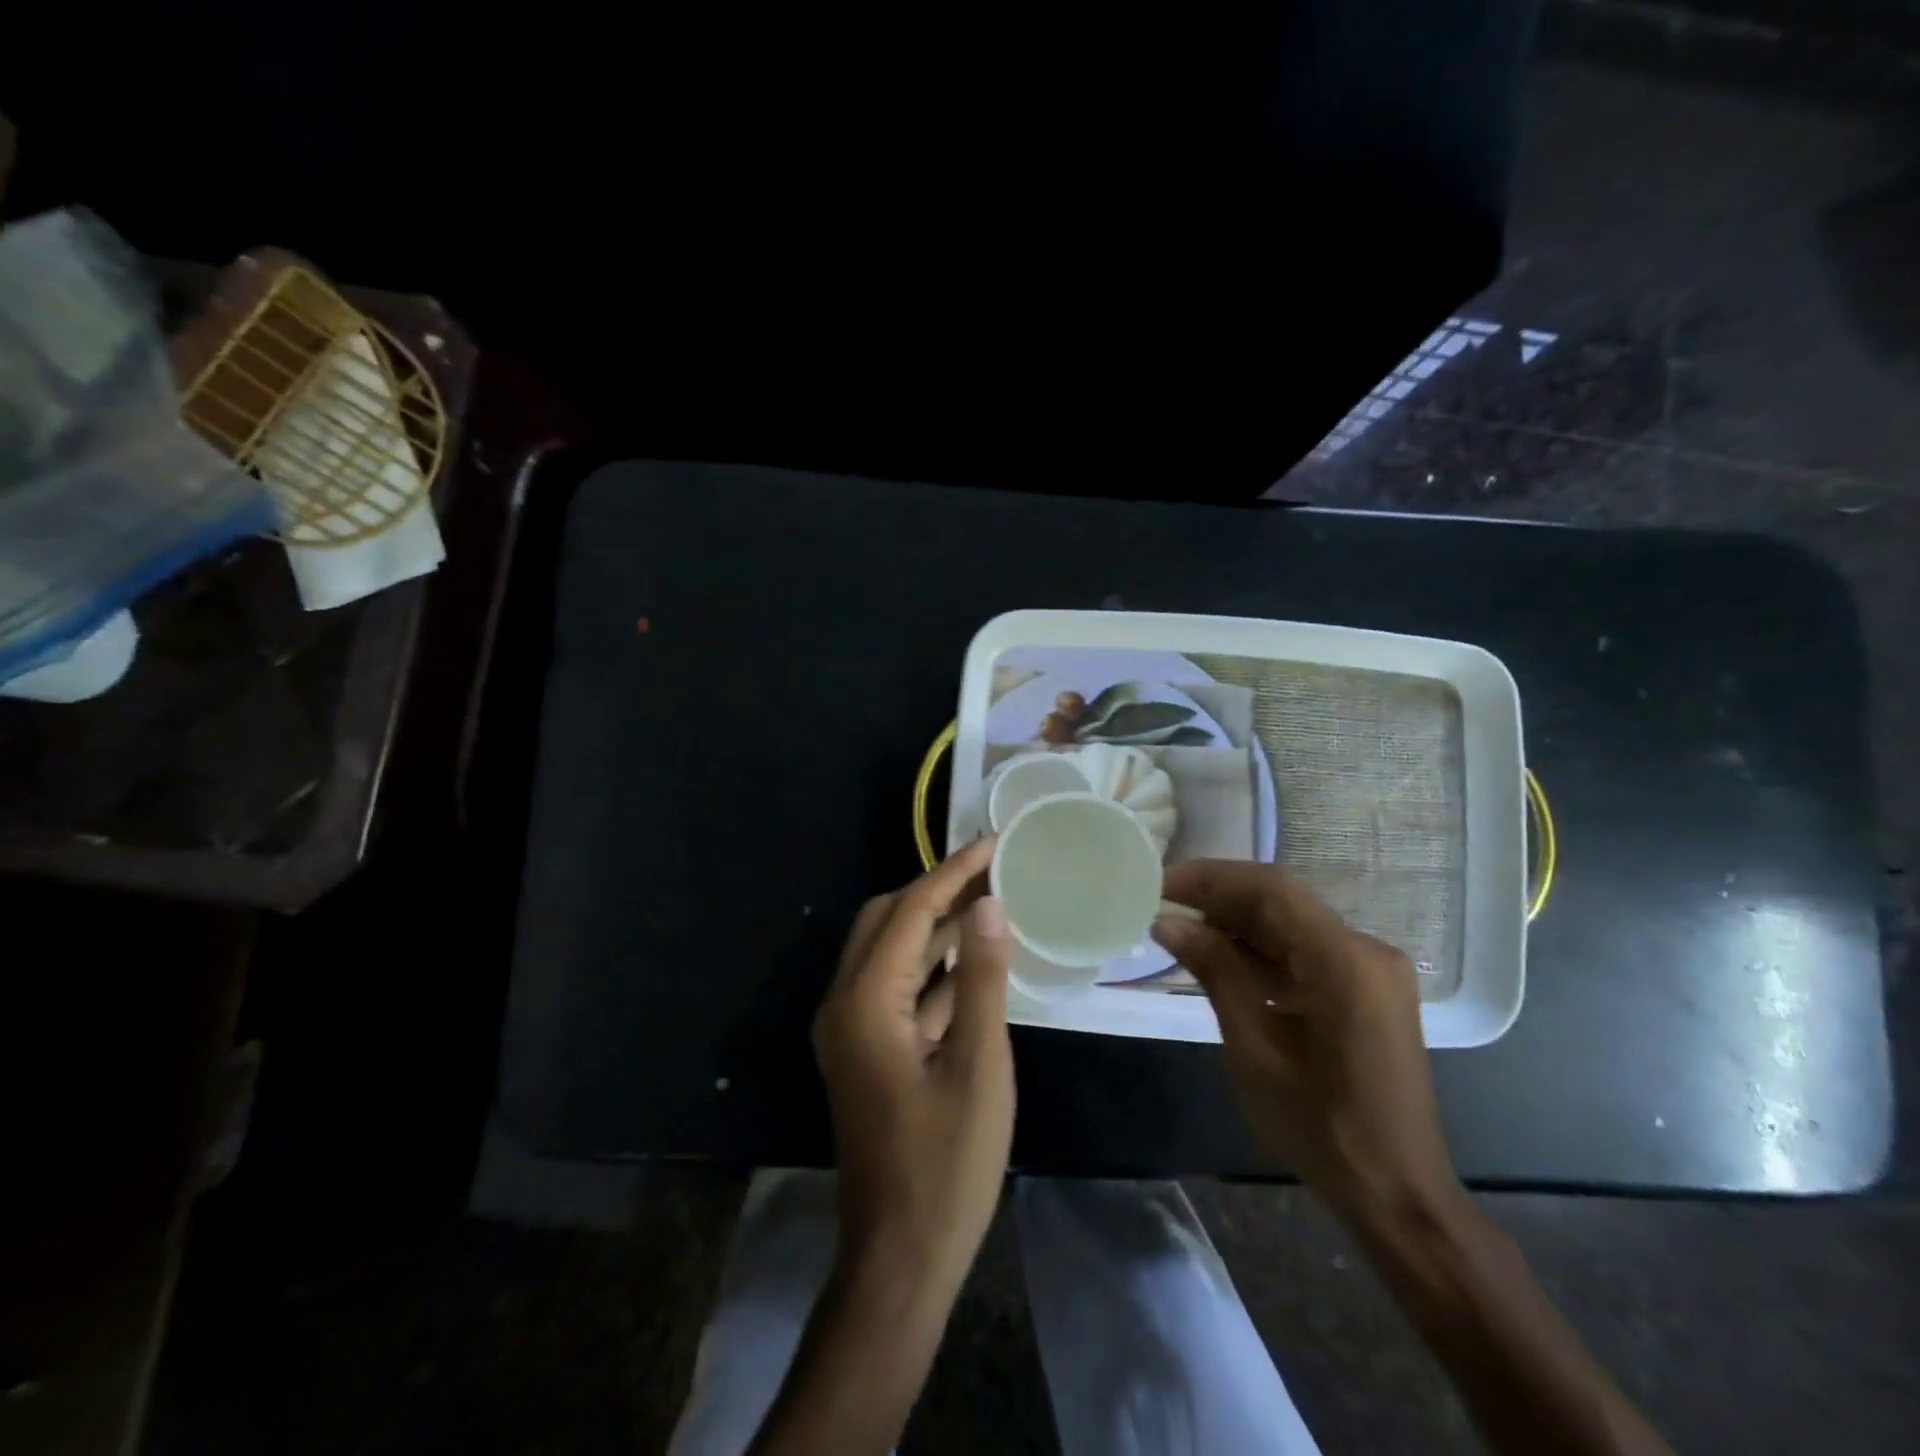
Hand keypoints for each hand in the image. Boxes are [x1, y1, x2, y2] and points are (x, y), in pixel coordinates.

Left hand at [812, 837, 1014, 1296]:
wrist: (899, 1258)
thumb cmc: (945, 1165)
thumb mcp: (978, 1067)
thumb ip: (980, 979)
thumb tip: (988, 906)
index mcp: (865, 1001)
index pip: (910, 911)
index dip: (953, 873)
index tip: (994, 844)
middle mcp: (845, 1003)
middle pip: (887, 921)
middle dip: (938, 890)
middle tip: (993, 872)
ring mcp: (852, 1029)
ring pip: (891, 953)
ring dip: (936, 926)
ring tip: (991, 903)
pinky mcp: (867, 1050)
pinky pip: (897, 988)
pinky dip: (932, 967)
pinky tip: (974, 960)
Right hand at [1153, 861, 1461, 1221]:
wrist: (1397, 1194)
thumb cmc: (1321, 1128)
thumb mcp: (1254, 1048)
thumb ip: (1214, 972)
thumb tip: (1167, 921)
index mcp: (1345, 961)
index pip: (1270, 890)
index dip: (1210, 878)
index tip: (1160, 882)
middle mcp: (1366, 950)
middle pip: (1282, 901)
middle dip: (1219, 897)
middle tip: (1162, 902)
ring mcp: (1372, 970)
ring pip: (1292, 923)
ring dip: (1238, 923)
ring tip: (1182, 929)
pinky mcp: (1368, 989)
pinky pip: (1307, 950)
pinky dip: (1263, 949)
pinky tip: (1222, 959)